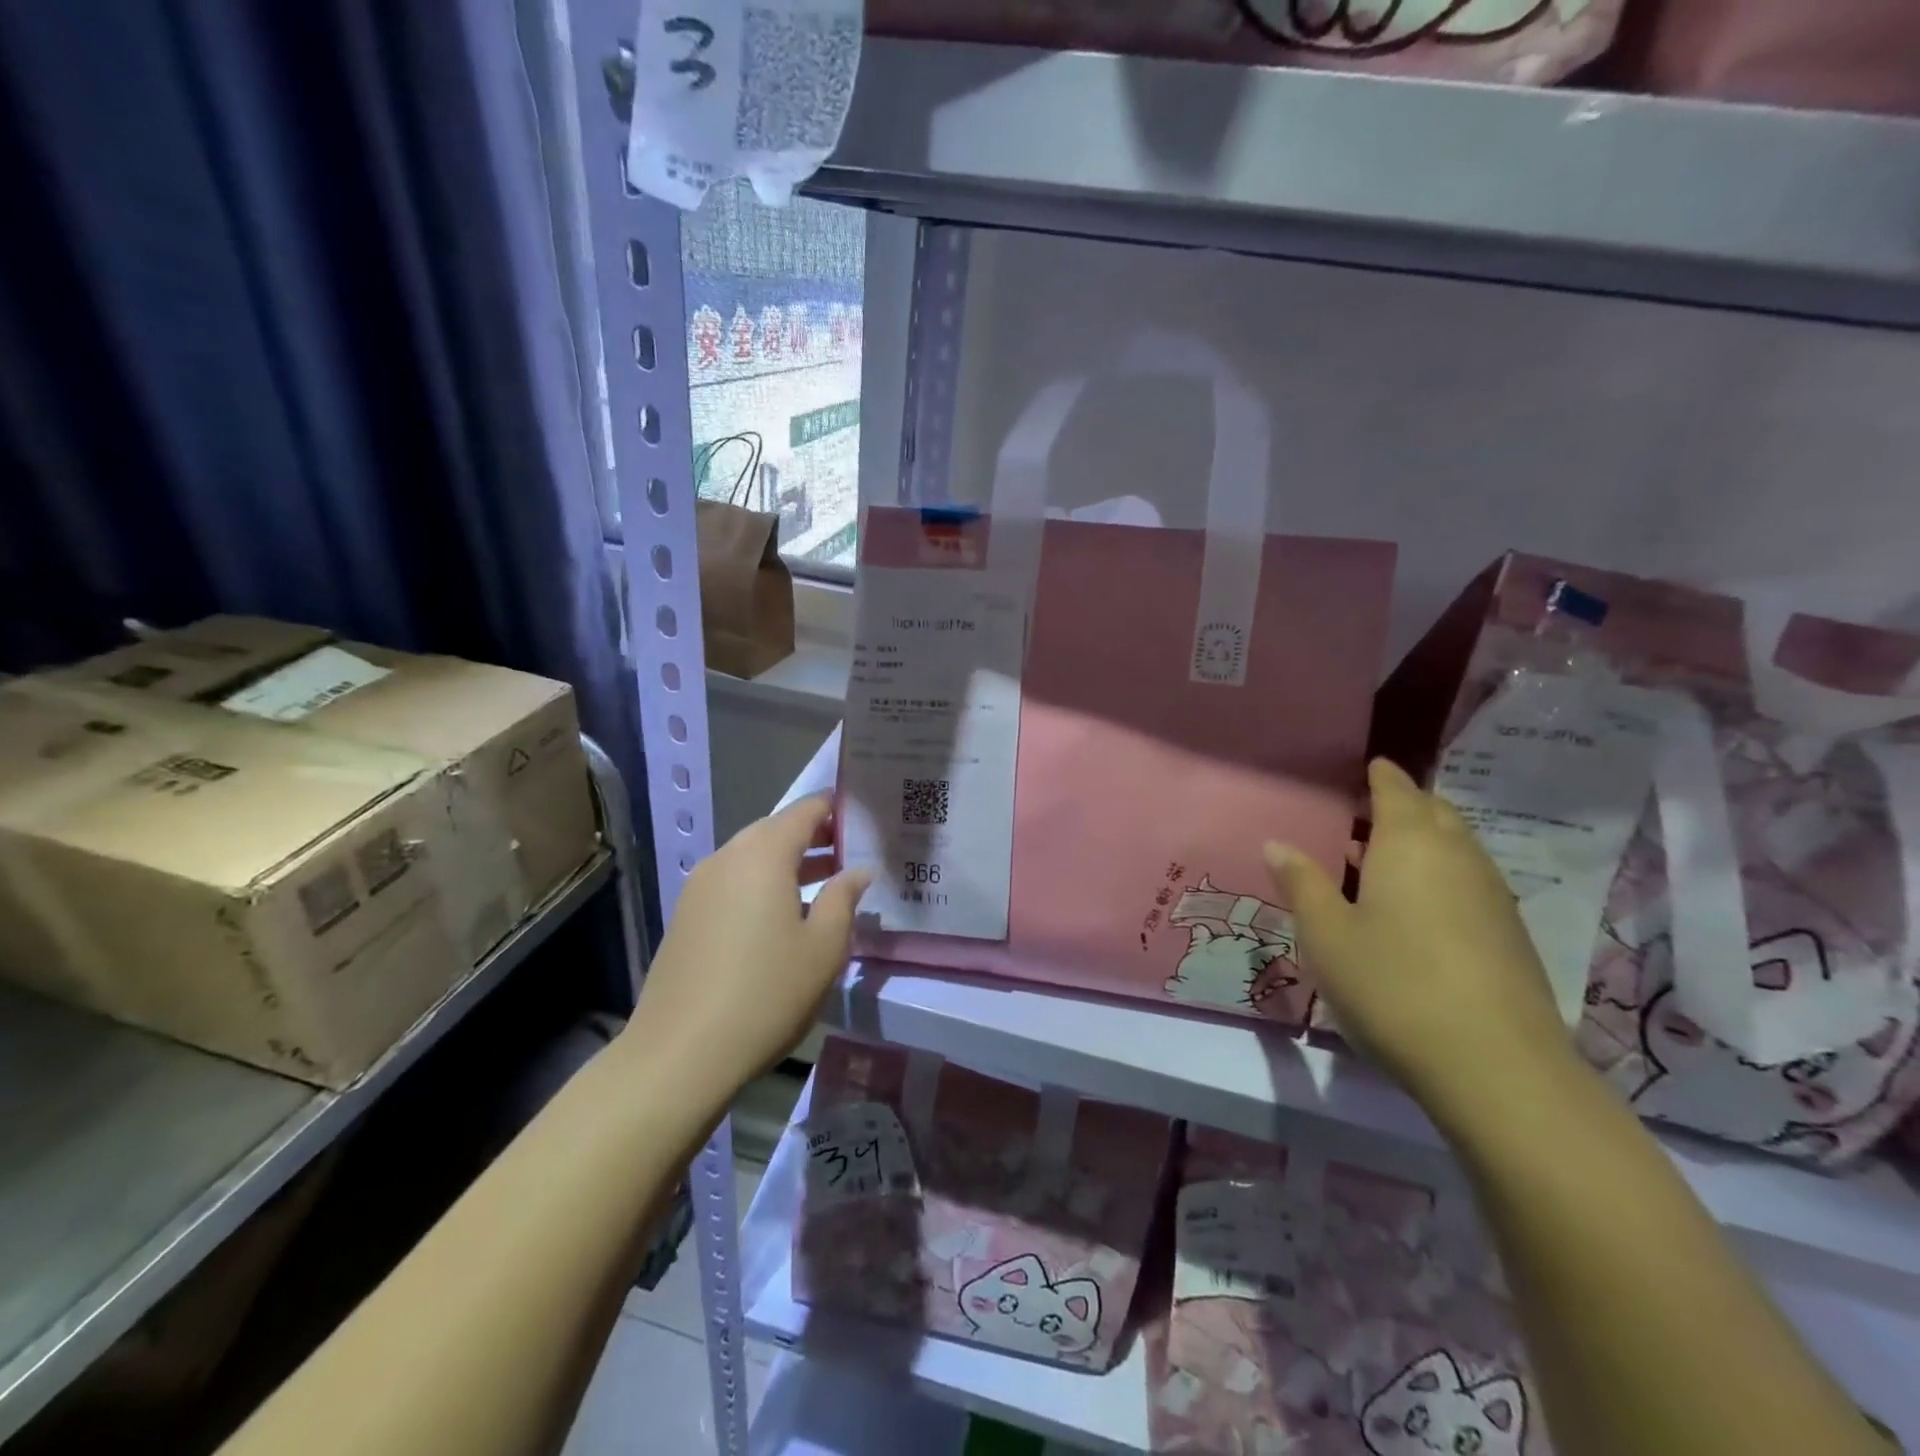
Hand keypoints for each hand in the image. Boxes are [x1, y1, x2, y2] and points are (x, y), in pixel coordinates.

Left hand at [627, 795, 869, 1101]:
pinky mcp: (687, 915)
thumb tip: (858, 870)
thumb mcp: (824, 947)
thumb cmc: (766, 993)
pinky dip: (763, 883)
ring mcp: (700, 886)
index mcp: (763, 854)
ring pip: (753, 857)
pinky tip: (783, 916)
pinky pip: (734, 882)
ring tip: (826, 884)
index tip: (865, 817)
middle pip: (776, 830)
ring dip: (789, 862)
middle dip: (815, 836)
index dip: (835, 808)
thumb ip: (844, 898)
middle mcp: (727, 857)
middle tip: (851, 852)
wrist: (680, 1054)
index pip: (805, 811)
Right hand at [1266, 759, 1580, 1121]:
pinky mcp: (1510, 935)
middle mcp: (1458, 857)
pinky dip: (1442, 875)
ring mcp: (1492, 896)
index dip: (1382, 776)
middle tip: (1370, 810)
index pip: (1397, 791)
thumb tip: (1277, 844)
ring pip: (1458, 848)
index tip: (1370, 766)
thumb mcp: (1327, 934)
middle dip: (1406, 805)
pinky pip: (1470, 882)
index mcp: (1410, 844)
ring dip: (1425, 841)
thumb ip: (1302, 884)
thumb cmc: (1392, 984)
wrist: (1496, 1066)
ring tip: (1385, 858)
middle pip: (1435, 813)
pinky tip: (1419, 907)